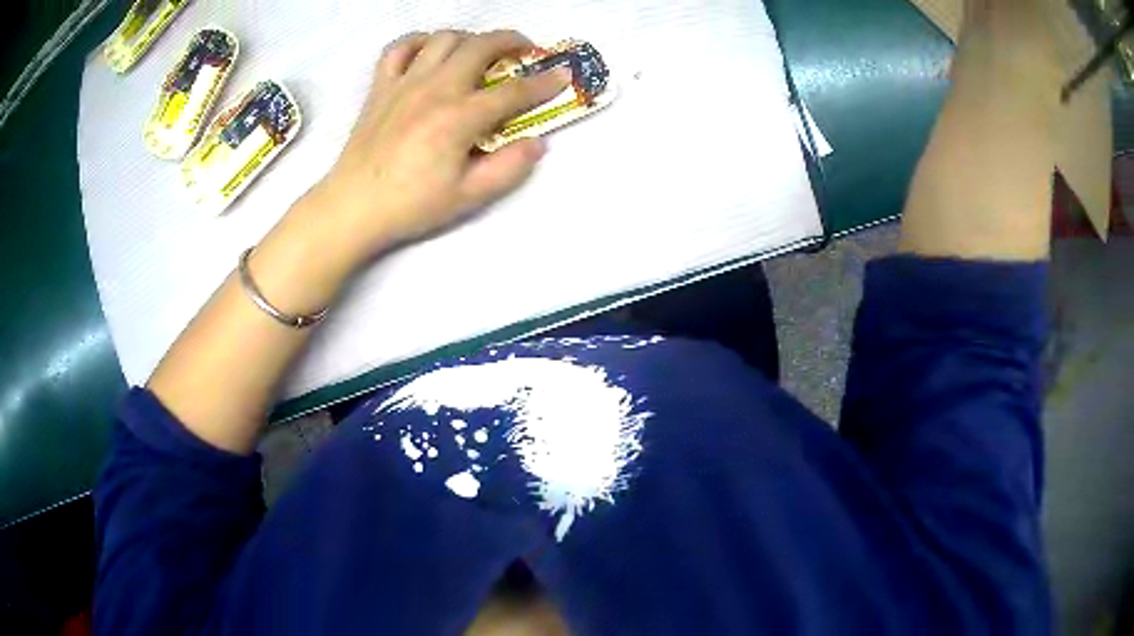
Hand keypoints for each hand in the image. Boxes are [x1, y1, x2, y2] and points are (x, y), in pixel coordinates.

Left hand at [304, 30, 570, 264]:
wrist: (352, 207)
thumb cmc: (410, 205)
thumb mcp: (468, 197)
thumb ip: (509, 168)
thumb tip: (537, 142)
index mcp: (460, 117)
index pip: (513, 91)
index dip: (545, 82)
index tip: (564, 74)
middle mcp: (435, 89)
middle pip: (480, 46)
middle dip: (511, 41)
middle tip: (525, 50)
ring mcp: (404, 83)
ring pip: (443, 39)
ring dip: (469, 38)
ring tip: (479, 51)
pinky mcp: (381, 87)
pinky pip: (398, 49)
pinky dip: (418, 42)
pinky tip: (428, 51)